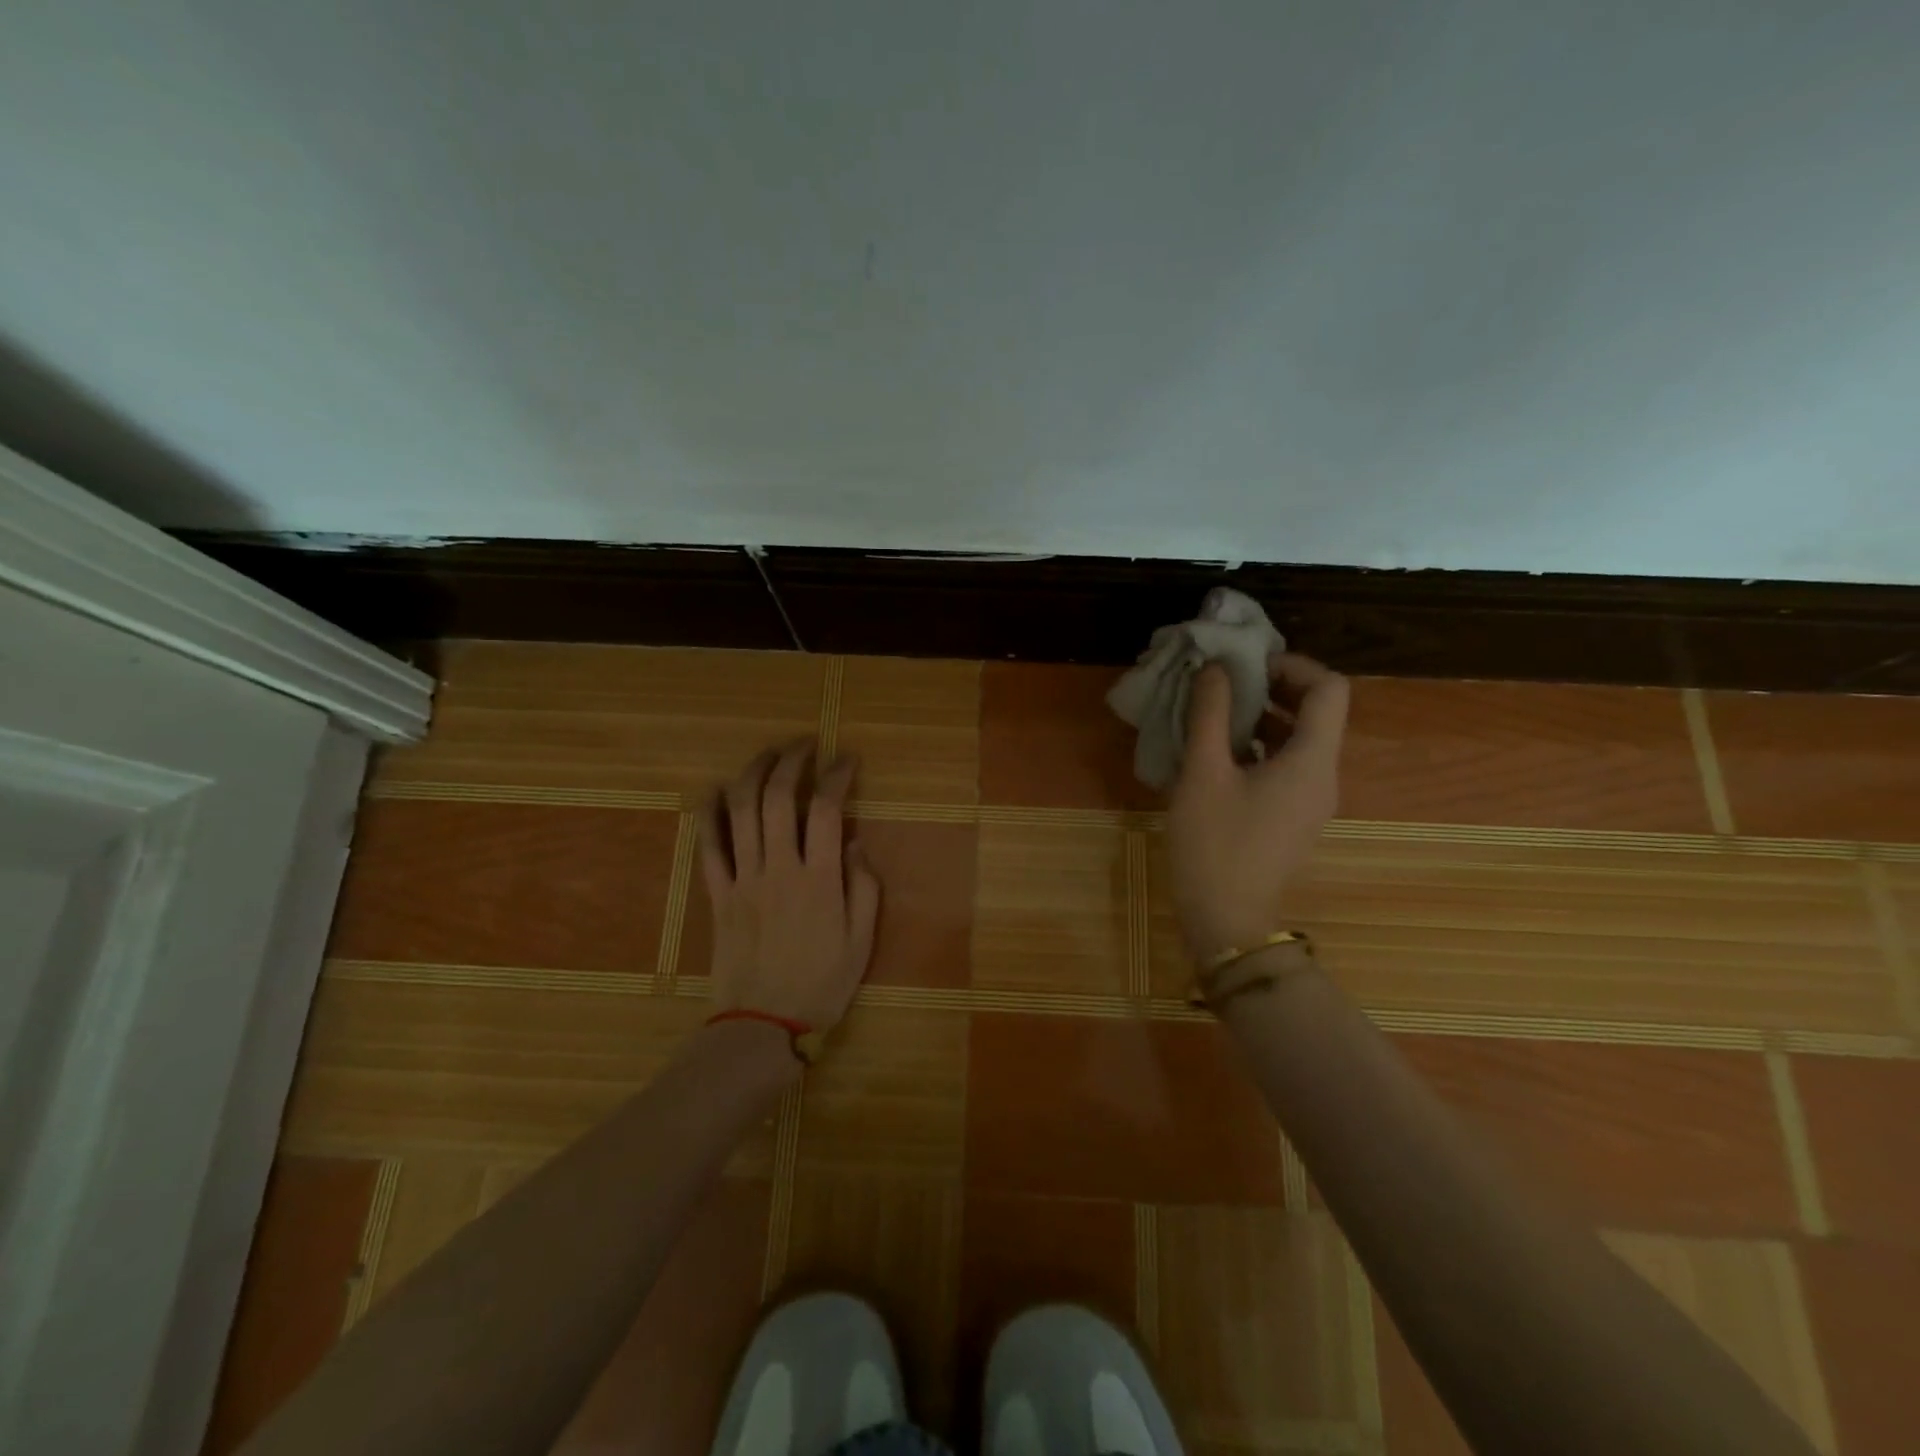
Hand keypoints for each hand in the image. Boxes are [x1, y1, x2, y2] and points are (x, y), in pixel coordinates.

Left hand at [697, 741, 880, 1035]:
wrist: (763, 1024)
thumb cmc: (822, 984)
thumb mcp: (862, 940)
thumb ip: (864, 887)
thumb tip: (854, 843)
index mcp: (820, 880)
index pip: (827, 809)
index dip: (837, 775)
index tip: (846, 759)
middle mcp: (779, 869)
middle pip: (778, 798)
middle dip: (791, 761)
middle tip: (805, 745)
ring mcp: (743, 879)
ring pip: (741, 812)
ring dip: (752, 773)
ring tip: (768, 754)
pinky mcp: (718, 894)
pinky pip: (708, 846)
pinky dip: (710, 813)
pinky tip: (716, 790)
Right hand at [1166, 653, 1348, 962]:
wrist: (1225, 920)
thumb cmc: (1214, 844)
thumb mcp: (1203, 773)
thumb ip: (1210, 714)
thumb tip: (1215, 669)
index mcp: (1311, 761)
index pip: (1329, 688)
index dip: (1293, 665)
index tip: (1247, 666)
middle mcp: (1323, 776)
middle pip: (1317, 711)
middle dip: (1274, 688)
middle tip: (1226, 684)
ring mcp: (1312, 800)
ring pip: (1300, 739)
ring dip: (1264, 717)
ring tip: (1216, 713)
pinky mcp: (1294, 816)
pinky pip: (1288, 765)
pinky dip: (1260, 746)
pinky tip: (1219, 752)